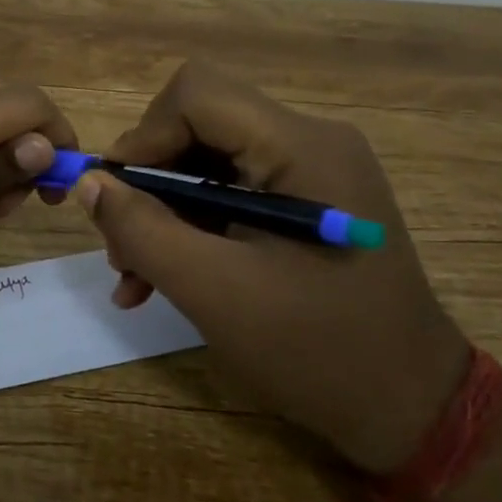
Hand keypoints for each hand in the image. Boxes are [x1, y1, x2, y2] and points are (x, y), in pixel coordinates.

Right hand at [72, 61, 468, 473]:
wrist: (412, 408)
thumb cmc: (317, 350)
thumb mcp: (214, 292)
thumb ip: (142, 229)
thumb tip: (89, 182)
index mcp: (301, 147)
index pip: (198, 94)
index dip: (144, 135)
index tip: (114, 196)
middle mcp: (310, 141)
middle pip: (200, 124)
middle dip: (149, 180)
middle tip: (119, 245)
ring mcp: (312, 172)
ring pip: (208, 161)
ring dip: (163, 211)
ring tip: (134, 275)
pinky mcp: (307, 203)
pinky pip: (231, 192)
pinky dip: (192, 227)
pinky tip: (162, 279)